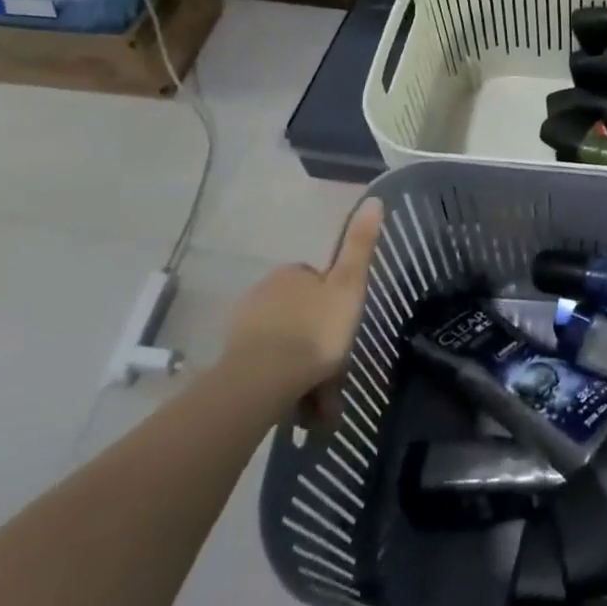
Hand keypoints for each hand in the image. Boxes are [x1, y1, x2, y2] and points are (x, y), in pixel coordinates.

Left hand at [220, 198, 382, 406]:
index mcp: (291, 274)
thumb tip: (374, 199)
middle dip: (318, 343)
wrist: (262, 382)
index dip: (335, 306)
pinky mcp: (232, 360)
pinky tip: (297, 406)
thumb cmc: (314, 331)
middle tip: (335, 375)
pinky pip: (267, 368)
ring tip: (319, 403)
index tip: (345, 331)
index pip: (318, 283)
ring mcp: (244, 327)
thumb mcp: (349, 285)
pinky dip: (283, 384)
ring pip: (285, 345)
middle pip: (301, 316)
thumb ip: (360, 245)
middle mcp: (264, 292)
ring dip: (303, 369)